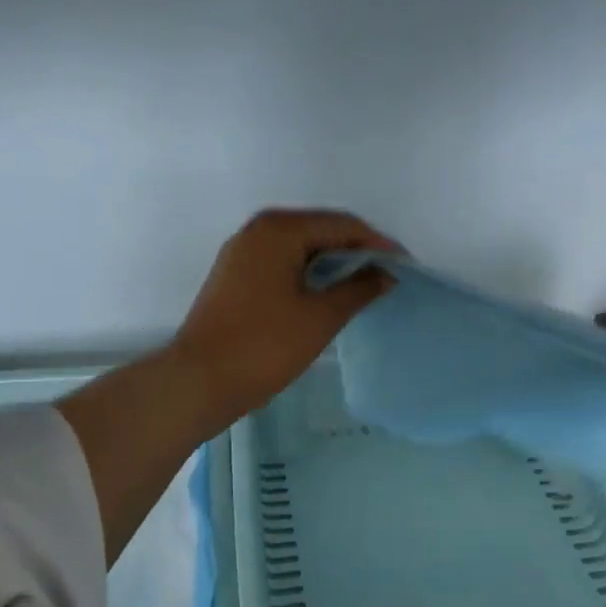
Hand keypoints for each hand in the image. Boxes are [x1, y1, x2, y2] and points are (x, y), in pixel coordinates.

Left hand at [167, 208, 398, 427]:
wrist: (200, 381)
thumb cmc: (265, 346)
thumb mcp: (321, 317)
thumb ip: (359, 288)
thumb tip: (386, 273)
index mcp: (280, 230)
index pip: (342, 225)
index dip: (377, 243)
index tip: (405, 265)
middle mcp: (259, 229)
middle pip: (320, 229)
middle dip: (356, 250)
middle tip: (388, 274)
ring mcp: (243, 251)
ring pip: (301, 246)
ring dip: (334, 262)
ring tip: (365, 285)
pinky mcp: (236, 274)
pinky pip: (284, 261)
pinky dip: (310, 272)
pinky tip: (329, 292)